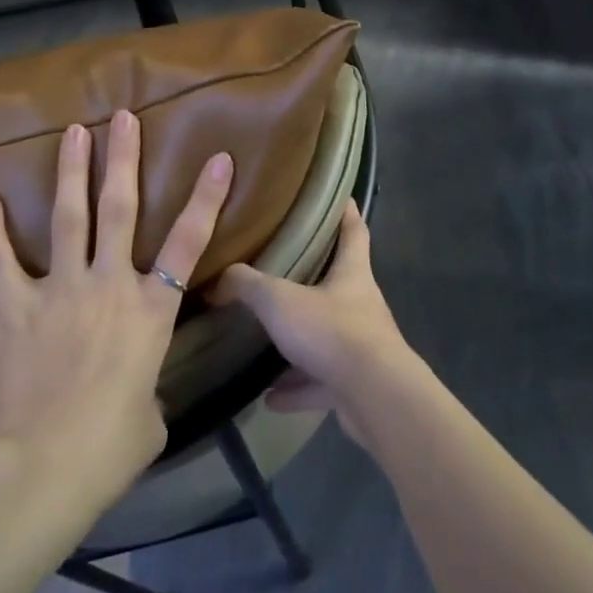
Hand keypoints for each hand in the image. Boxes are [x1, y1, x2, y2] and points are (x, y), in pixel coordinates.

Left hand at [0, 111, 233, 505]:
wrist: (41, 469)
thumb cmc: (108, 450)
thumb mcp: (149, 418)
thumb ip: (146, 387)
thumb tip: (135, 388)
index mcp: (152, 312)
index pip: (190, 243)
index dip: (207, 198)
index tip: (219, 158)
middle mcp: (110, 285)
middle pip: (121, 209)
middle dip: (124, 159)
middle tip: (124, 117)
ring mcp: (60, 289)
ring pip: (69, 216)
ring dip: (72, 171)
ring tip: (74, 130)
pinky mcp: (14, 306)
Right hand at [211, 200, 410, 446]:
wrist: (374, 397)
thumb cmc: (332, 331)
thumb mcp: (280, 300)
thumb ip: (247, 285)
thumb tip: (218, 278)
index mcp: (352, 273)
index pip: (354, 230)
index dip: (345, 211)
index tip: (337, 195)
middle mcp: (360, 305)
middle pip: (338, 283)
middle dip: (312, 278)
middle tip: (279, 269)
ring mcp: (360, 347)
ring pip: (326, 337)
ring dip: (299, 342)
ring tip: (266, 341)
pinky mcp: (354, 385)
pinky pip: (320, 382)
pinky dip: (297, 388)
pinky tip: (270, 397)